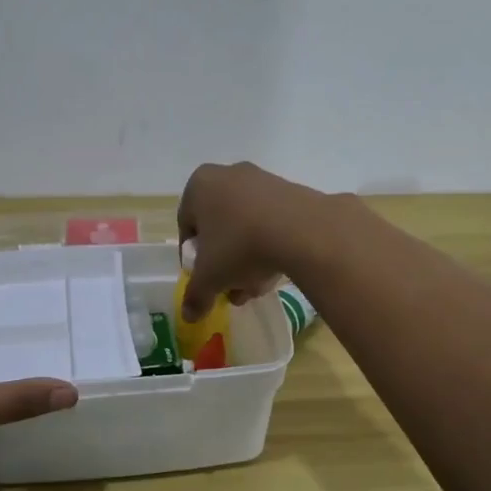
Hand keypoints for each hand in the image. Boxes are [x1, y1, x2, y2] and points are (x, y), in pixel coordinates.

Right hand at [176, 162, 334, 321]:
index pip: (188, 227)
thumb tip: (189, 315)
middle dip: (224, 263)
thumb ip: (196, 295)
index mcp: (200, 186)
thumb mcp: (210, 277)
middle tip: (231, 288)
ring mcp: (263, 180)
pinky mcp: (292, 191)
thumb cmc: (240, 246)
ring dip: (247, 259)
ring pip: (246, 227)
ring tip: (257, 288)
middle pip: (220, 228)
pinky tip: (277, 271)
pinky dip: (270, 245)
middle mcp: (228, 175)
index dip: (193, 260)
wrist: (302, 229)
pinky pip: (272, 222)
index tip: (204, 281)